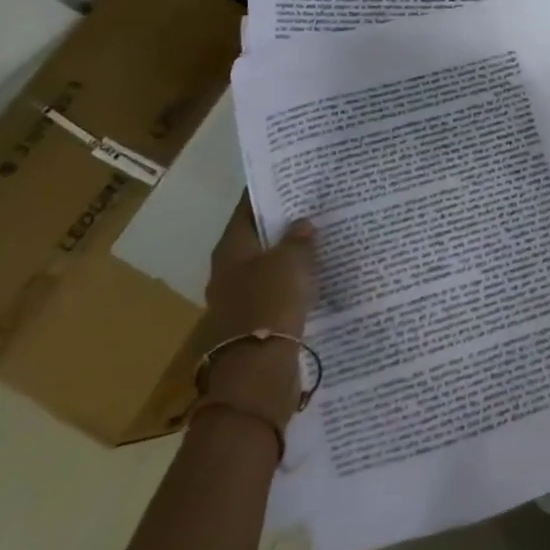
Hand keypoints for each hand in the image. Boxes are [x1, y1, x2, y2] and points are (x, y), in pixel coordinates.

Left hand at [200, 198, 317, 428]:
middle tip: (314, 206)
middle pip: (257, 238)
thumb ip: (298, 239)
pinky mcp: (256, 323)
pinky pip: (278, 292)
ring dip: (289, 256)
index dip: (269, 192)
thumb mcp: (291, 261)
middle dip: (282, 225)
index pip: (248, 209)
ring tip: (321, 240)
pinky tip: (316, 277)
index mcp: (230, 249)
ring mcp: (240, 299)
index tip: (293, 178)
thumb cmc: (269, 303)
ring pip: (268, 266)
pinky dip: (294, 283)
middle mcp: (229, 271)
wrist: (258, 371)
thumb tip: (301, 224)